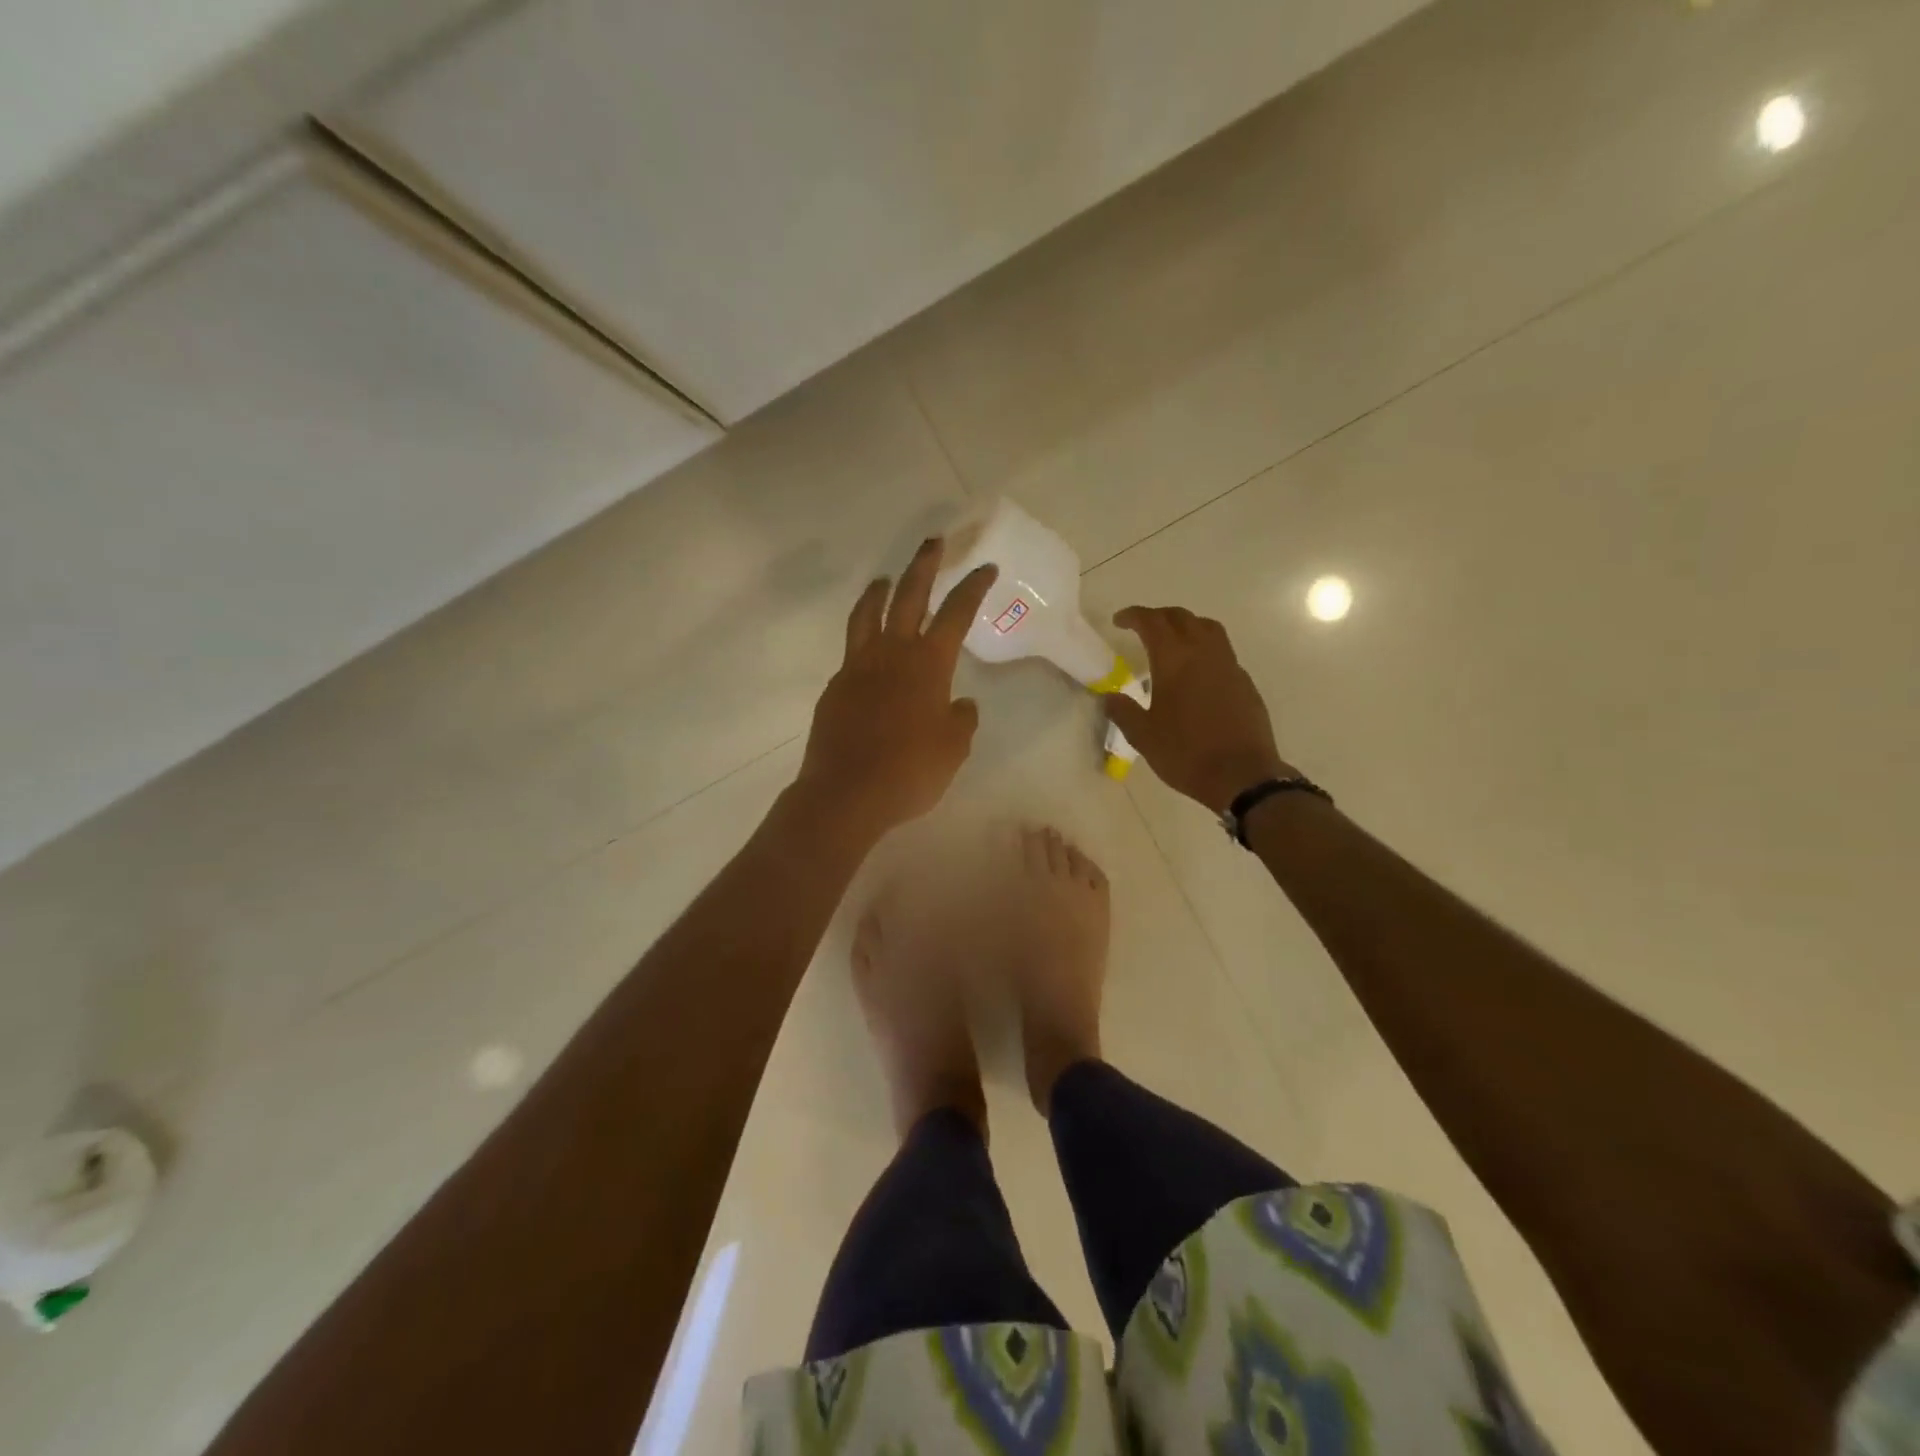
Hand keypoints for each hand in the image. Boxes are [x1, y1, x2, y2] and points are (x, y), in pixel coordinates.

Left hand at [794, 538, 997, 844]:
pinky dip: (863, 639)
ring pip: (867, 615)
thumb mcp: (953, 749)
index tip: (984, 567)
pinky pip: (851, 651)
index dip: (972, 587)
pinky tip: (869, 652)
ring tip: (885, 579)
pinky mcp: (835, 687)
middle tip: (933, 542)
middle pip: (908, 596)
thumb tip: (959, 705)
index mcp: (928, 664)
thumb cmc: (910, 772)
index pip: (956, 614)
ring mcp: (857, 668)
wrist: (846, 794)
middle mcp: (892, 654)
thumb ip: (961, 720)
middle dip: (924, 565)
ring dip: (880, 591)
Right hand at [1104, 606, 1294, 812]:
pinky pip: (1223, 652)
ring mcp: (1229, 666)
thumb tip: (1109, 696)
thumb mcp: (1143, 736)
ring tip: (1173, 641)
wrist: (1241, 775)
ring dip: (1187, 625)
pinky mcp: (1245, 683)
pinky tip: (1197, 673)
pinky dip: (1205, 649)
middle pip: (1182, 618)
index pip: (1152, 622)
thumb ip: (1123, 711)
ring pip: (1208, 628)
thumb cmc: (1186, 753)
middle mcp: (1204, 653)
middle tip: (1142, 627)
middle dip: (1159, 616)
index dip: (1134, 616)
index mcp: (1174, 660)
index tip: (1119, 621)